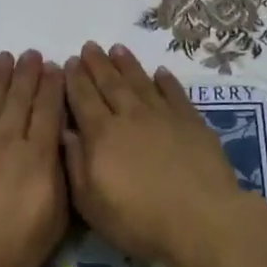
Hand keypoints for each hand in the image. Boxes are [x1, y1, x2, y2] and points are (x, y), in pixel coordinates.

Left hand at [0, 51, 68, 266]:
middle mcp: (8, 141)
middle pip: (20, 99)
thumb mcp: (53, 225)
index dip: (53, 88)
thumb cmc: (9, 249)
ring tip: (6, 57)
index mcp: (38, 158)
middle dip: (28, 74)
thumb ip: (62, 183)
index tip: (56, 68)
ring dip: (0, 77)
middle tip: (32, 54)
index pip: (49, 113)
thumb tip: (65, 150)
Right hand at [62, 42, 246, 266]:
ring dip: (127, 64)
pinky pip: (175, 94)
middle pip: (110, 84)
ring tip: (117, 48)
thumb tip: (65, 131)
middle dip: (97, 64)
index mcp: (102, 135)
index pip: (83, 99)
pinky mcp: (192, 123)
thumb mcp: (91, 202)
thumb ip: (76, 164)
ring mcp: (164, 116)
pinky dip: (166, 81)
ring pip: (141, 82)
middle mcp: (130, 116)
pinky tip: (160, 72)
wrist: (201, 219)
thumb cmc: (139, 219)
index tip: (68, 62)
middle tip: (89, 46)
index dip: (74, 79)